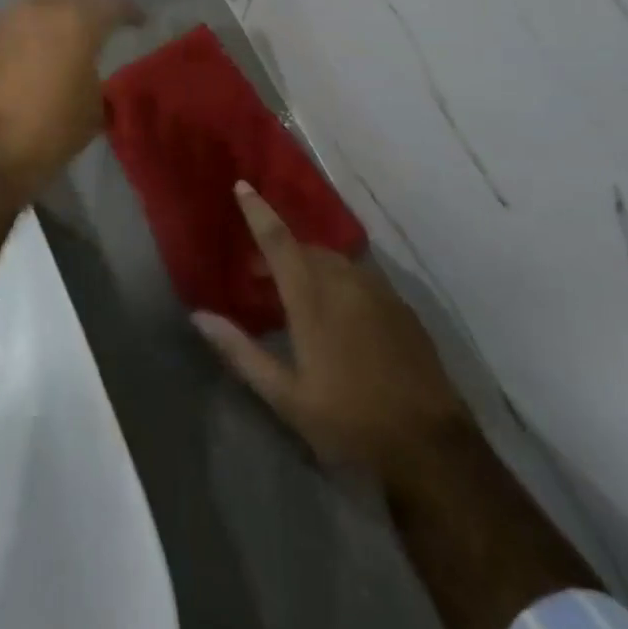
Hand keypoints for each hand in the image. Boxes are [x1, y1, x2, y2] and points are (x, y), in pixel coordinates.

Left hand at [0, 0, 145, 192]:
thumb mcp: (92, 110)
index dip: (129, 12)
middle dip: (89, 10)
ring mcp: (3, 22)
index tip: (139, 22)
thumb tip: (88, 75)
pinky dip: (28, 37)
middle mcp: (38, 9)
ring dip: (54, 20)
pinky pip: (14, 29)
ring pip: (38, 8)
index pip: (112, 3)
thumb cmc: (49, 130)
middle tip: (102, 27)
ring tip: (66, 40)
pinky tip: (34, 56)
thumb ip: (96, 79)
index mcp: (75, 19)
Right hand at [196, 184, 470, 487]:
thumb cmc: (349, 420)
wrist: (429, 443)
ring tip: (295, 292)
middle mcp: (344, 281)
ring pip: (334, 260)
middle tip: (257, 273)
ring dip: (309, 264)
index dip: (258, 211)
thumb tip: (199, 316)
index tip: (242, 185)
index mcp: (312, 297)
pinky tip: (337, 311)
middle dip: (279, 250)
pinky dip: (337, 279)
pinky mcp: (399, 304)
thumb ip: (242, 352)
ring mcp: (377, 290)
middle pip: (305, 249)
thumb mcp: (286, 396)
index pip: (278, 241)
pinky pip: (359, 276)